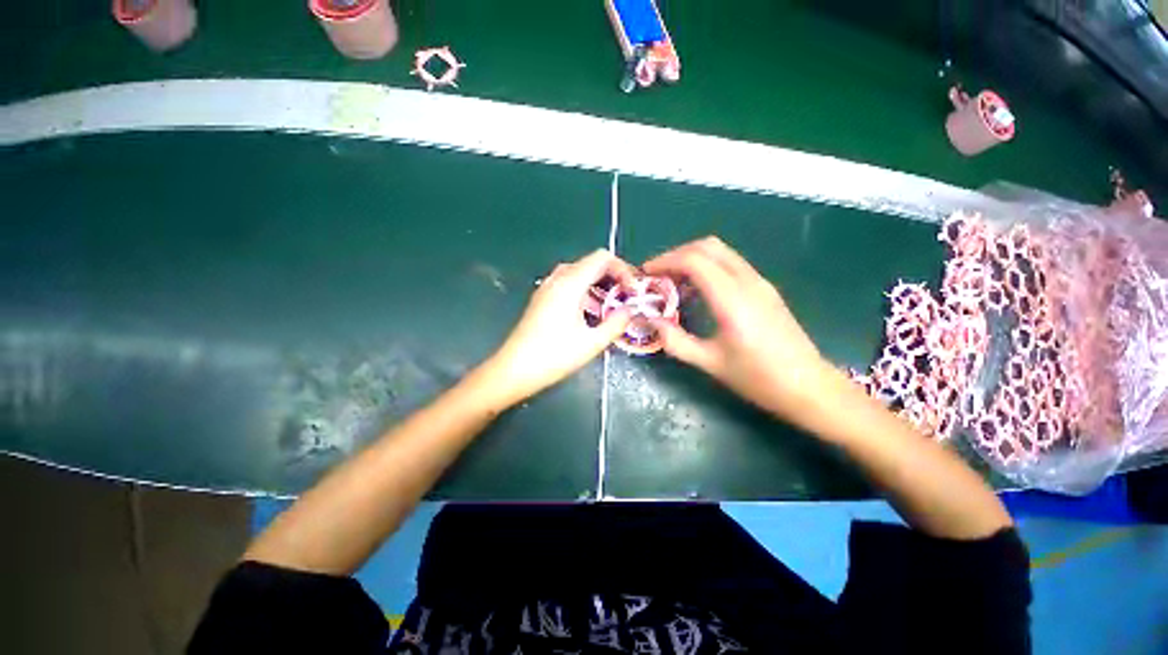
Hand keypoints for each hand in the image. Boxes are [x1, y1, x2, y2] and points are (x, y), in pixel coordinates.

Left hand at [485, 249, 634, 403]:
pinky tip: (589, 314)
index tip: (631, 291)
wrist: (514, 369)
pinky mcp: (542, 299)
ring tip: (610, 307)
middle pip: (590, 263)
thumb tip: (629, 310)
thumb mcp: (592, 342)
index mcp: (570, 283)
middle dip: (612, 277)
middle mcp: (557, 279)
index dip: (622, 269)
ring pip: (579, 274)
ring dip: (598, 285)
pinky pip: (567, 285)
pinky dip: (584, 292)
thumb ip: (616, 323)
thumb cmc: (554, 356)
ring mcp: (547, 288)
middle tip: (625, 298)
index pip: (602, 258)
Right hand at [643, 237, 840, 425]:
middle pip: (708, 246)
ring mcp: (760, 283)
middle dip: (677, 254)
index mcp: (732, 299)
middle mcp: (748, 282)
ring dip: (692, 259)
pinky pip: (731, 265)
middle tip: (658, 275)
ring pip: (721, 253)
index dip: (665, 261)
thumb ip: (675, 341)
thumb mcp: (710, 363)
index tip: (646, 274)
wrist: (809, 387)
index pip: (694, 261)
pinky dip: (708, 268)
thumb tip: (651, 322)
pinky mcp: (765, 289)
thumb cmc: (758, 378)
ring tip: (673, 283)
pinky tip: (698, 292)